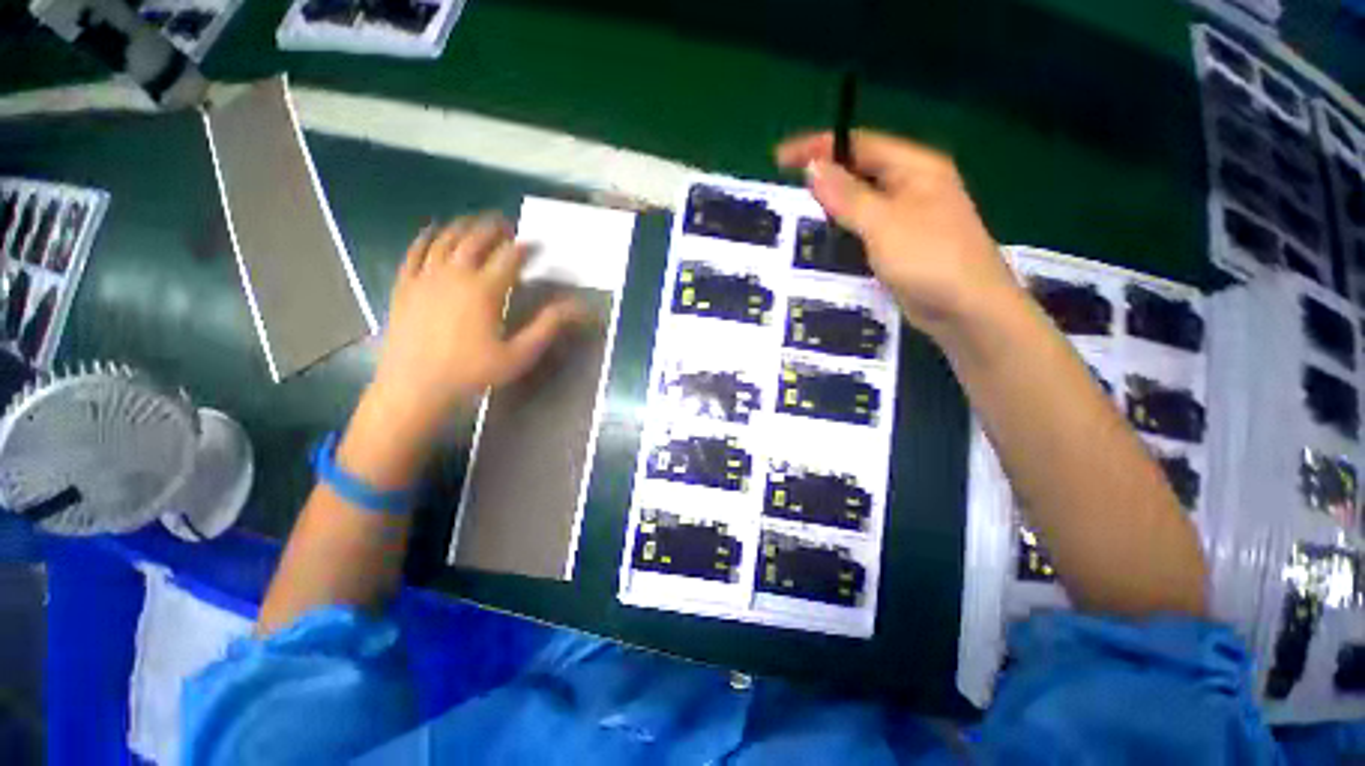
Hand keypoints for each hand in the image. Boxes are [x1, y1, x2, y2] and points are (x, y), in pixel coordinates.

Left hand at [367, 214, 581, 428]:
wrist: (414, 387)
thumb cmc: (472, 372)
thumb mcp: (519, 354)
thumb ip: (547, 326)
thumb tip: (576, 306)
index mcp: (485, 290)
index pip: (510, 257)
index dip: (525, 247)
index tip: (536, 244)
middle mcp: (455, 274)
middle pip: (476, 239)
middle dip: (494, 228)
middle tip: (507, 226)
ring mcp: (425, 277)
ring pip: (446, 239)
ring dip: (464, 226)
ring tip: (476, 223)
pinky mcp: (405, 284)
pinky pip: (415, 250)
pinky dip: (427, 236)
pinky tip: (434, 231)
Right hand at [775, 129, 1018, 339]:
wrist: (966, 309)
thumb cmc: (929, 258)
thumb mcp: (883, 223)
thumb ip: (847, 196)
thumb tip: (814, 168)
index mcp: (914, 167)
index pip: (859, 144)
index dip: (819, 147)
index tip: (781, 158)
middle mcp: (912, 185)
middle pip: (860, 169)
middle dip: (825, 173)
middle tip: (788, 187)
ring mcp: (907, 215)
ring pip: (861, 199)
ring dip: (832, 201)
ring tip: (799, 209)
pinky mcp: (900, 242)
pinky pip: (865, 225)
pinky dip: (844, 226)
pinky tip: (826, 235)